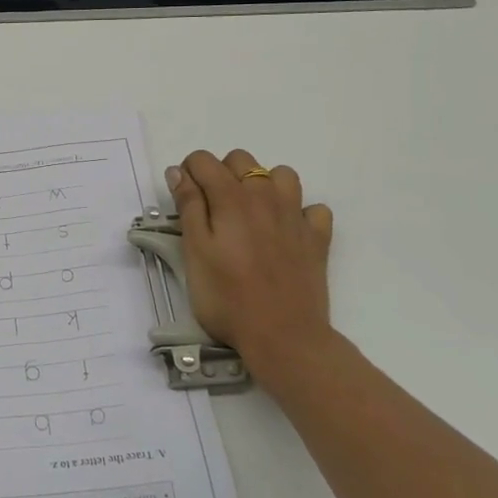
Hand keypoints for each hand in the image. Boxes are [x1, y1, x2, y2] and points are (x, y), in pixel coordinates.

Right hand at [166, 150, 337, 391]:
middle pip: (242, 160)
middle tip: (211, 209)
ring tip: (249, 213)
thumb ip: (188, 207)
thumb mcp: (194, 251)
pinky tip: (285, 232)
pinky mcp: (317, 238)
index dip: (187, 172)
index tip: (182, 197)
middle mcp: (265, 197)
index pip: (204, 160)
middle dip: (221, 173)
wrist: (283, 336)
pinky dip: (298, 212)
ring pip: (281, 175)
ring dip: (262, 185)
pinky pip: (312, 208)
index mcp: (231, 198)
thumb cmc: (227, 297)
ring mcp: (295, 216)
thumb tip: (179, 172)